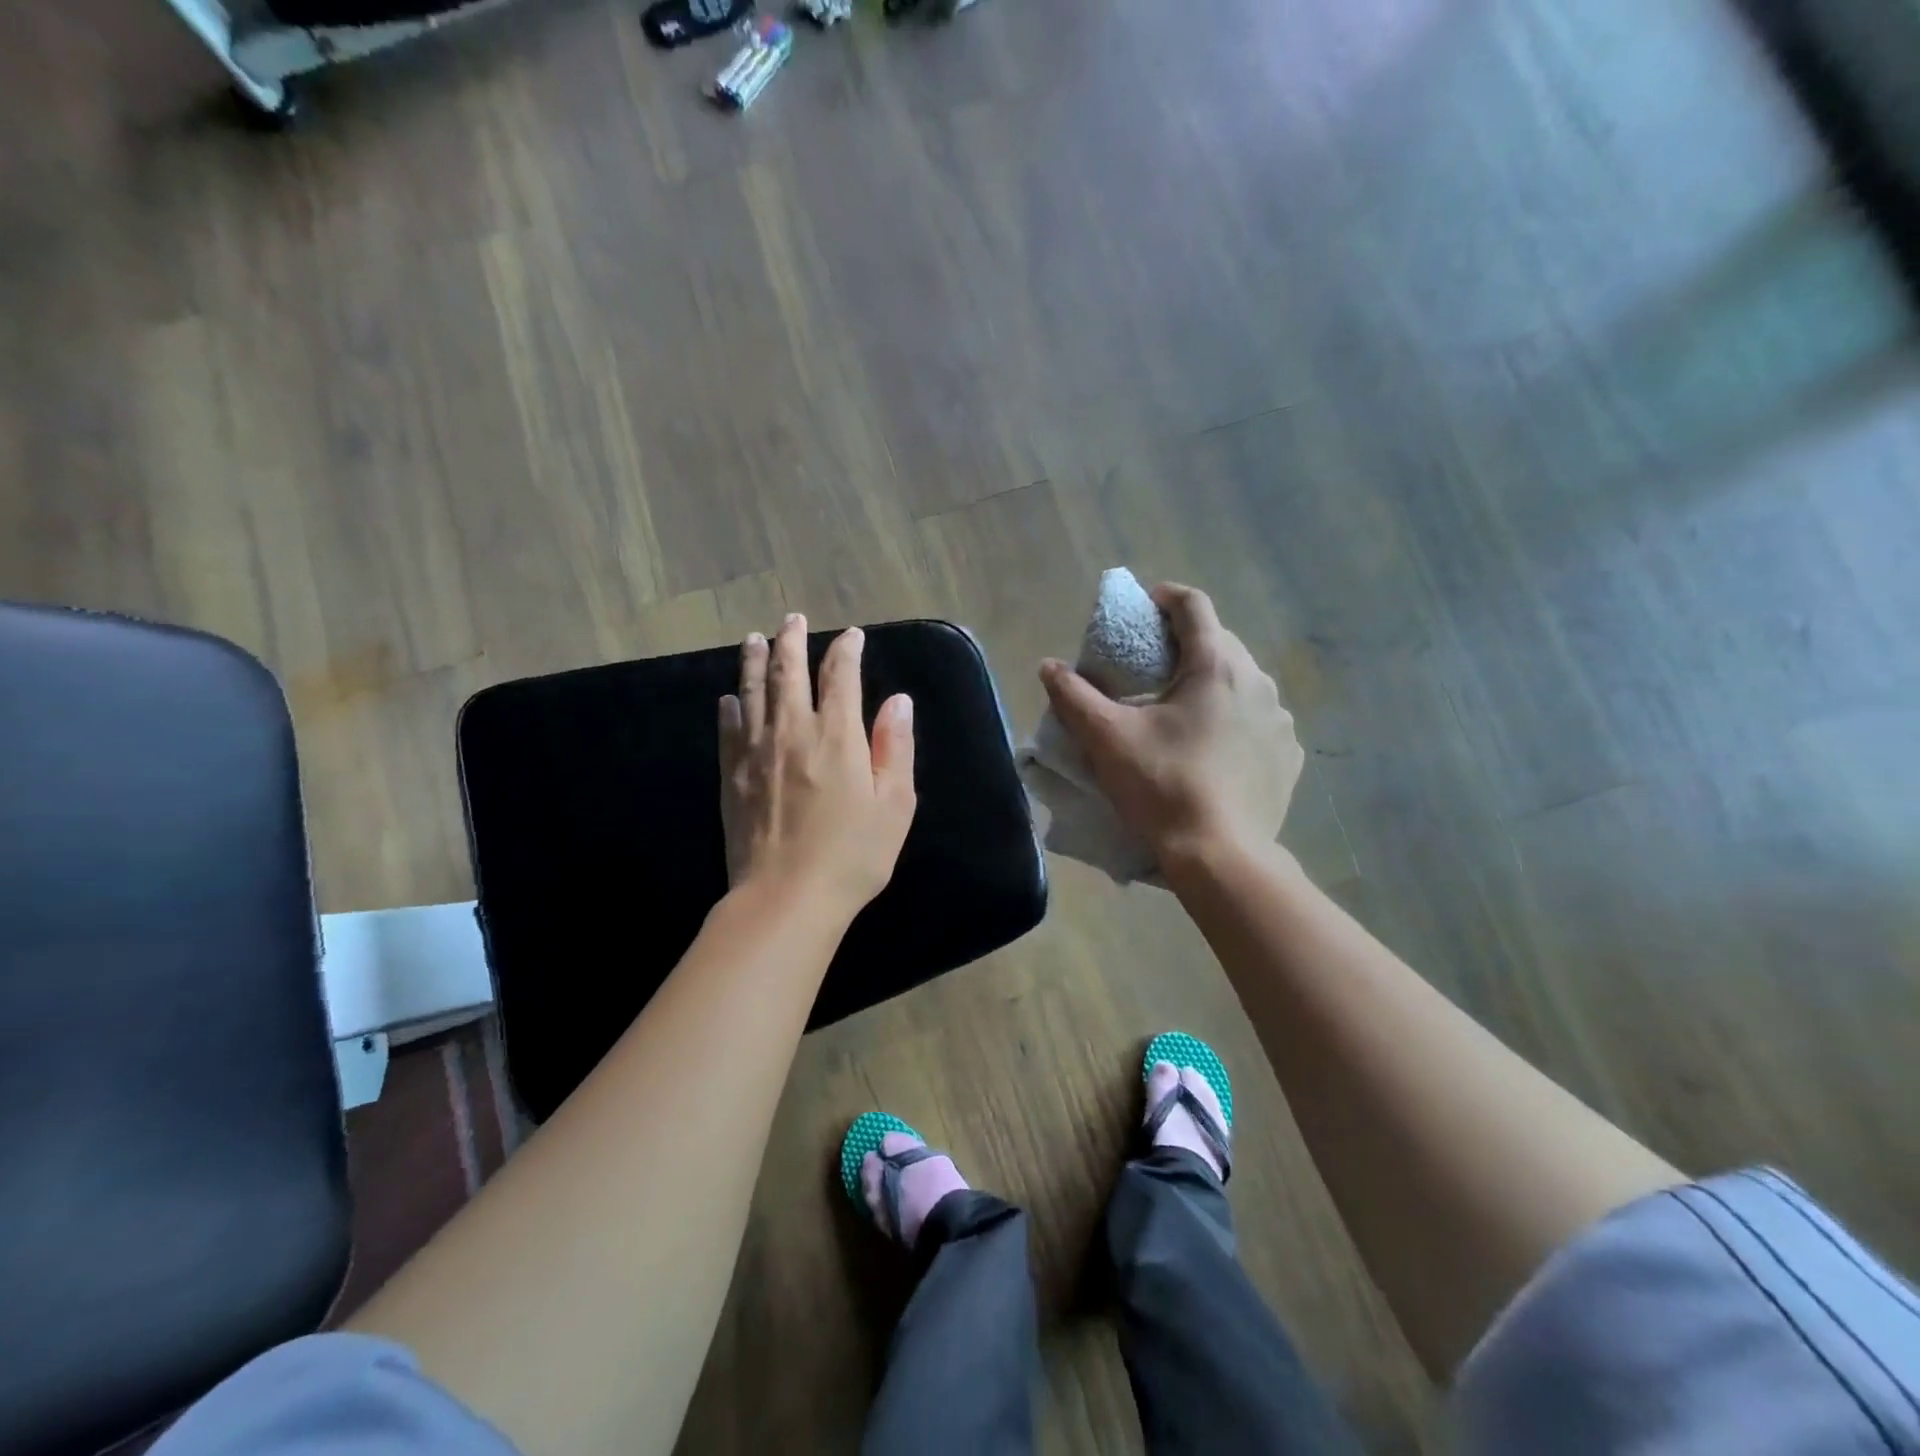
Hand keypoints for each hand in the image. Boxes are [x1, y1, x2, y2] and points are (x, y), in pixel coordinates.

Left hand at [719, 614, 916, 922]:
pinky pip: (729, 728)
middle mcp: (793, 730)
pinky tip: (729, 698)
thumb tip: (898, 701)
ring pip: (752, 690)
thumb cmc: (853, 854)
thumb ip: (895, 747)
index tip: (852, 636)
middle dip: (792, 640)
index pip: (840, 675)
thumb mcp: (894, 804)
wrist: (786, 897)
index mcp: (837, 735)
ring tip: (755, 638)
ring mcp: (756, 750)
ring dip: (754, 660)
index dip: (846, 649)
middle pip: (788, 671)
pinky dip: (731, 706)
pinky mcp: (732, 774)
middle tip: (793, 619)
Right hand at [1039, 583, 1302, 860]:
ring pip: (1242, 682)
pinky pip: (1259, 720)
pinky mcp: (1288, 755)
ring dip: (1212, 683)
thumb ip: (1074, 696)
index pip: (1194, 606)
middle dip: (1185, 644)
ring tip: (1182, 709)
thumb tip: (1048, 666)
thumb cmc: (1162, 786)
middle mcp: (1258, 682)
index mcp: (1215, 666)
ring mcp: (1280, 721)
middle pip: (1220, 642)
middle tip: (1152, 666)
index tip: (1143, 607)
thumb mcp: (1107, 739)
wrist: (1221, 857)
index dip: (1165, 597)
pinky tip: (1214, 747)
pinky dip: (1235, 720)